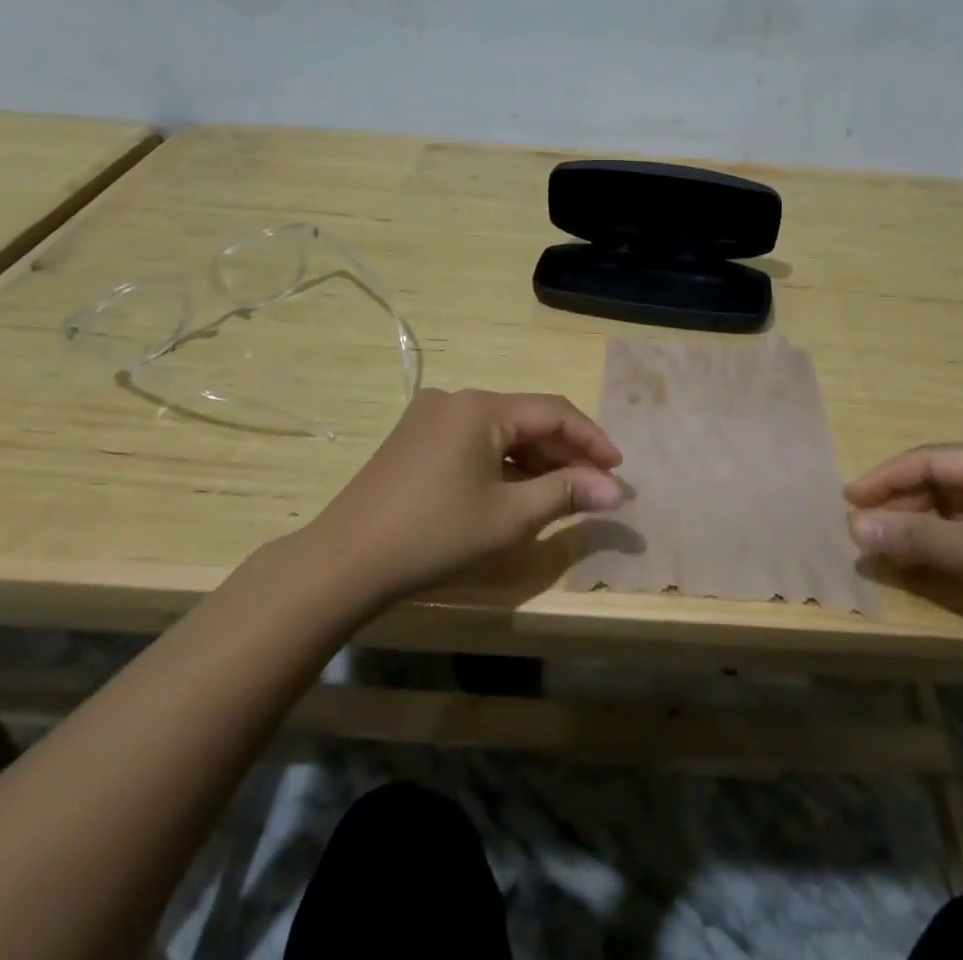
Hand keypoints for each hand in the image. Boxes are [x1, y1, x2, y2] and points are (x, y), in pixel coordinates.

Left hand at [314, 388, 624, 606]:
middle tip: (596, 487)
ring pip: (500, 432)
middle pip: (526, 419)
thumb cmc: (435, 535)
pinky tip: (519, 490)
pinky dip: (503, 464)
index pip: (553, 412)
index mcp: (481, 407)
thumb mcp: (509, 517)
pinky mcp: (414, 440)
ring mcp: (430, 417)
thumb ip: (566, 494)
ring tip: (565, 492)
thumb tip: (614, 491)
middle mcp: (456, 399)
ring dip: (535, 460)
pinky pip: (474, 442)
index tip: (619, 470)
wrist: (343, 563)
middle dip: (565, 453)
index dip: (591, 439)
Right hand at [845, 443, 962, 651]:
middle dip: (904, 507)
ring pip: (962, 511)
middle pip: (945, 483)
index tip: (849, 499)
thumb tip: (854, 524)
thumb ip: (916, 538)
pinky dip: (953, 547)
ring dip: (925, 530)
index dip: (886, 478)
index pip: (931, 459)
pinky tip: (932, 565)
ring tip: (889, 550)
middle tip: (865, 530)